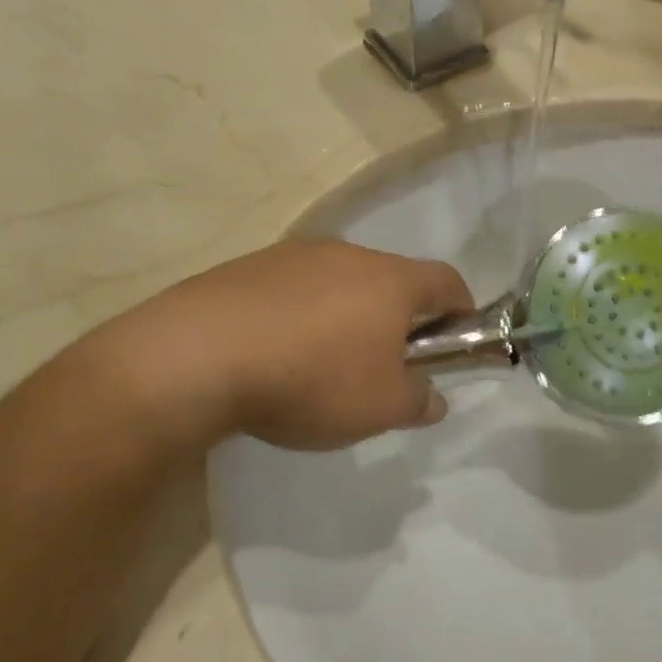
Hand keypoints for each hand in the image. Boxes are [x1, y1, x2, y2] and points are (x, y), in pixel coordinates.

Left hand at [104, 239, 474, 450]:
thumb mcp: (381, 407)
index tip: (456, 343)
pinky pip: (293, 290)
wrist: (199, 356)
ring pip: (340, 283)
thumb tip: (432, 396)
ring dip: (346, 316)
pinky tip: (277, 354)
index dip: (462, 312)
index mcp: (390, 280)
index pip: (448, 281)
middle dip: (399, 321)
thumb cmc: (311, 379)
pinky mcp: (248, 267)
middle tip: (385, 367)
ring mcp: (293, 255)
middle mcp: (347, 254)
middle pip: (392, 281)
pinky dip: (300, 316)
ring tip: (322, 365)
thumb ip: (419, 400)